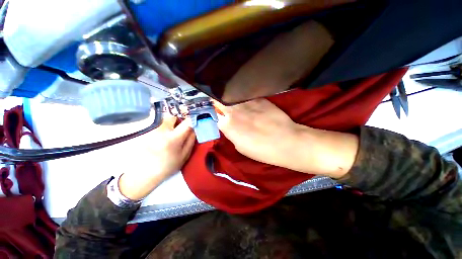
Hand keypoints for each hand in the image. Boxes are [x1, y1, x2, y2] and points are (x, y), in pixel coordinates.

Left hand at [118, 115, 195, 200]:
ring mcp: (151, 130)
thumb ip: (191, 140)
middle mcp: (161, 131)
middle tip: (179, 131)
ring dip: (169, 125)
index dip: (192, 120)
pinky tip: (160, 139)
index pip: (186, 122)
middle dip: (178, 122)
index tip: (195, 122)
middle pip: (173, 117)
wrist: (144, 173)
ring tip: (169, 136)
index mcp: (173, 138)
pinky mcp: (145, 132)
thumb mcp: (184, 155)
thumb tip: (194, 129)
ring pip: (164, 121)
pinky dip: (162, 129)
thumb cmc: (168, 166)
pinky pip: (157, 125)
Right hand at [216, 99, 306, 168]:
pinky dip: (243, 98)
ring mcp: (246, 102)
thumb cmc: (261, 150)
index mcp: (227, 125)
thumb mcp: (240, 146)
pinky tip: (247, 102)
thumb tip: (228, 124)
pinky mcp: (259, 98)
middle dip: (218, 102)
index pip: (214, 115)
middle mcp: (233, 111)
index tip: (218, 114)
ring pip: (231, 95)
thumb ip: (231, 133)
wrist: (286, 141)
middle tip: (222, 105)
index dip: (215, 115)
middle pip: (219, 100)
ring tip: (234, 102)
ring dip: (230, 98)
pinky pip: (246, 95)